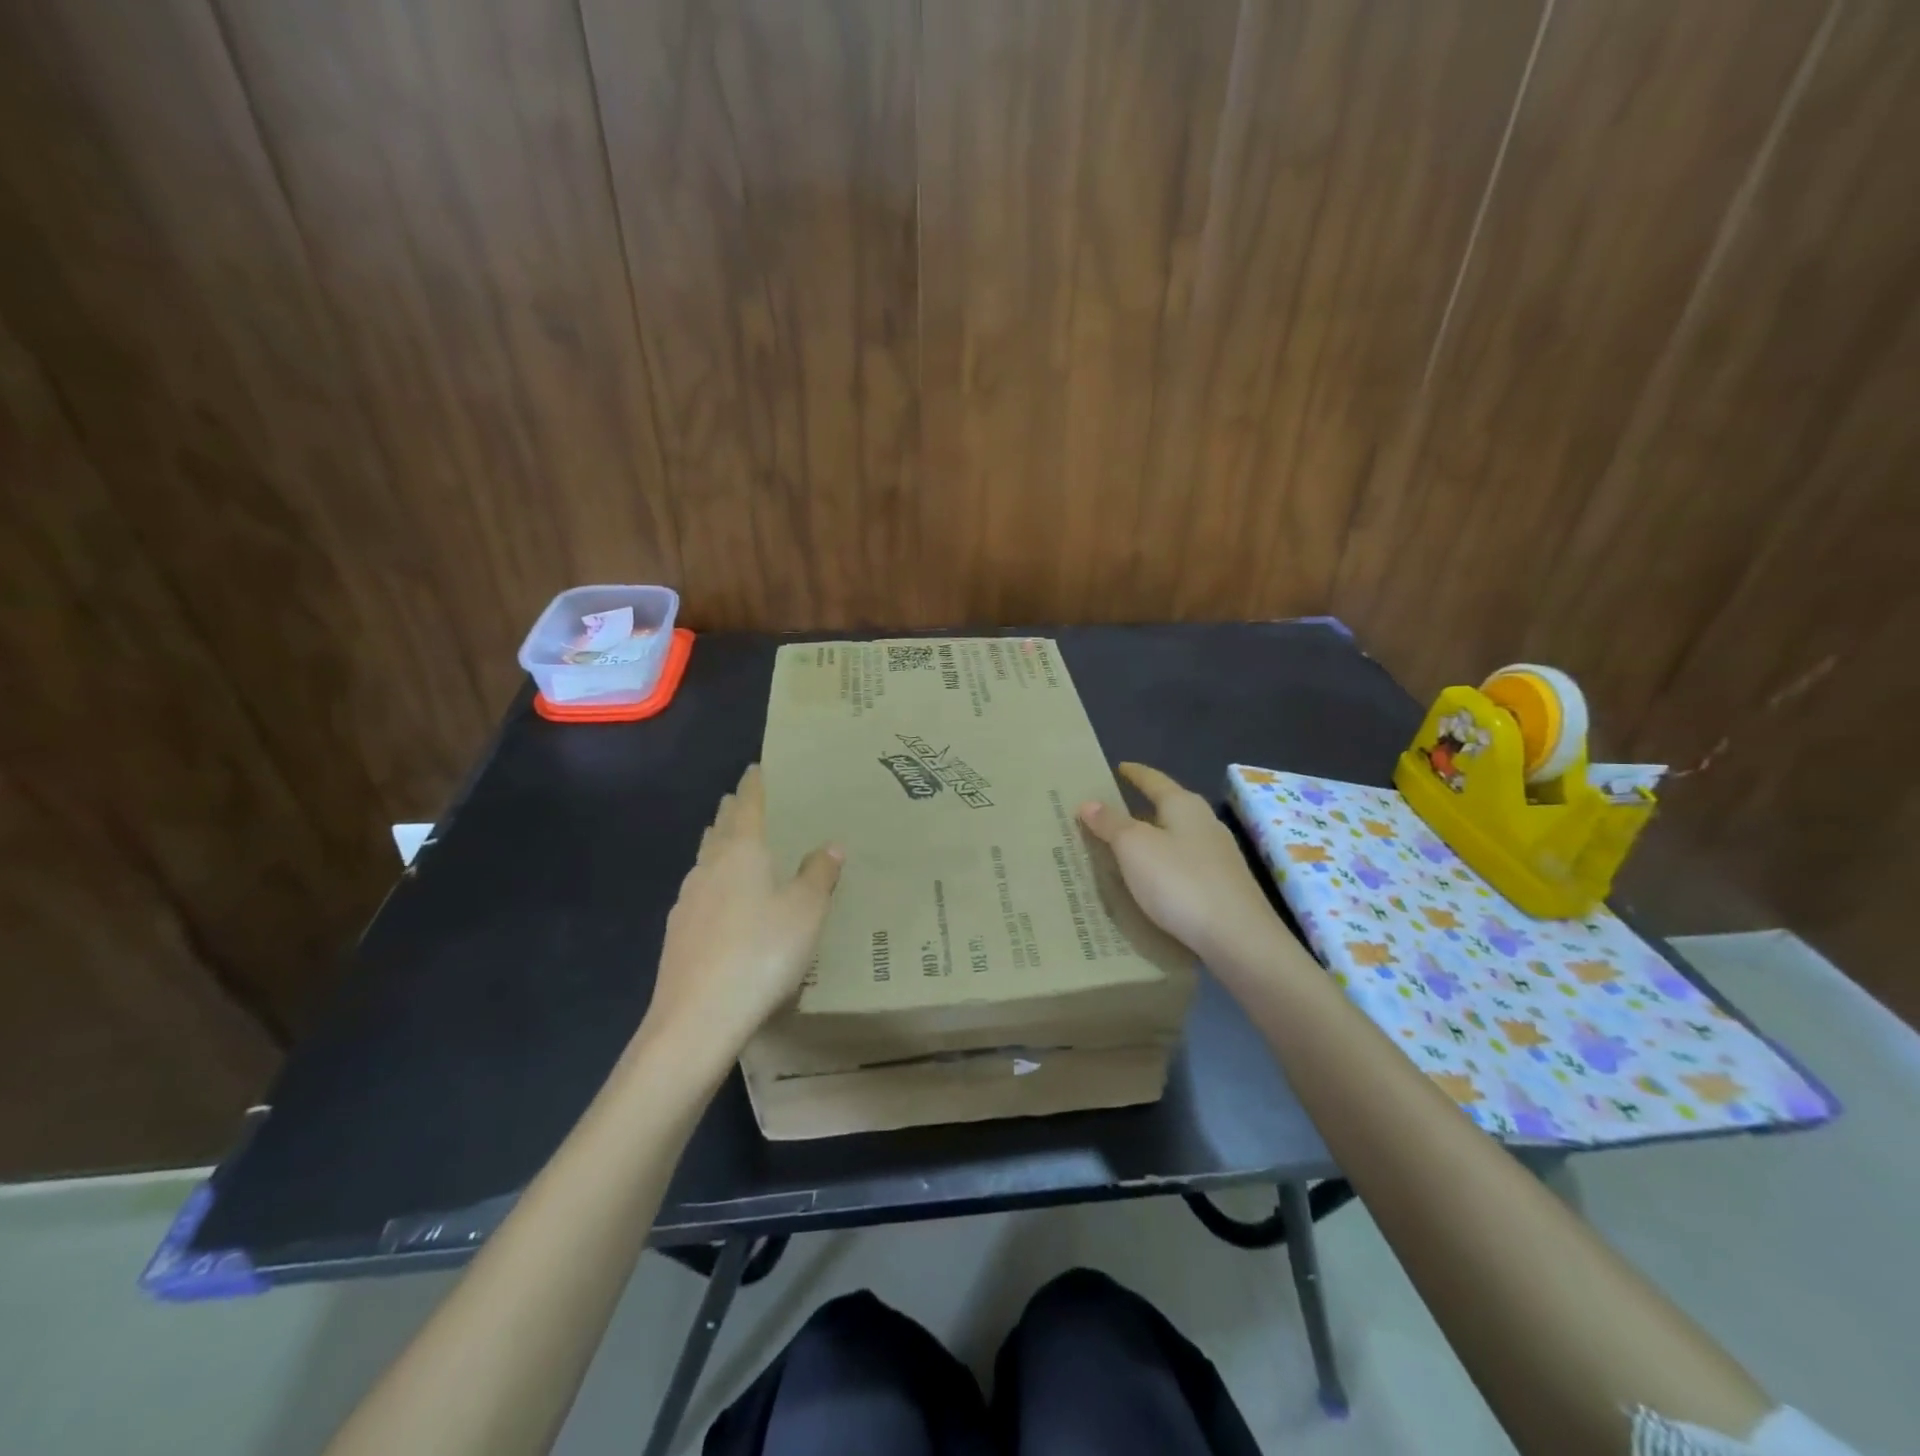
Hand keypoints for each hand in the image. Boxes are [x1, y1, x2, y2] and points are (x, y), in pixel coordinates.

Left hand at [644, 765, 842, 1064]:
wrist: (697, 1018)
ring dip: (719, 844)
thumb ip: (819, 875)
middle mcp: (709, 867)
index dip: (754, 785)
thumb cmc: (761, 953)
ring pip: (705, 858)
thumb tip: (830, 846)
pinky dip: (713, 880)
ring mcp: (688, 900)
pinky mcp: (678, 933)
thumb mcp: (806, 912)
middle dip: (733, 811)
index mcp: (741, 851)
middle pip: (721, 827)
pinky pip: (699, 890)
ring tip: (733, 843)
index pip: (748, 805)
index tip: (756, 768)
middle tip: (746, 801)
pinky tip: (721, 901)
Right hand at [1079, 762, 1282, 969]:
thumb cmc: (1180, 882)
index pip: (1154, 780)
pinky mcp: (1224, 887)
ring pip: (1177, 839)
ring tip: (1125, 851)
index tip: (1119, 767)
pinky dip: (1164, 867)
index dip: (1135, 773)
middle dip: (1141, 810)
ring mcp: (1219, 857)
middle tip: (1111, 815)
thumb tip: (1089, 802)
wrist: (1238, 938)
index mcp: (1184, 805)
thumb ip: (1111, 823)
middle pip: (1168, 809)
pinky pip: (1184, 867)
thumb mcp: (1134, 848)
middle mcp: (1206, 824)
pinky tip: (1153, 883)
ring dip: (1152, 841)